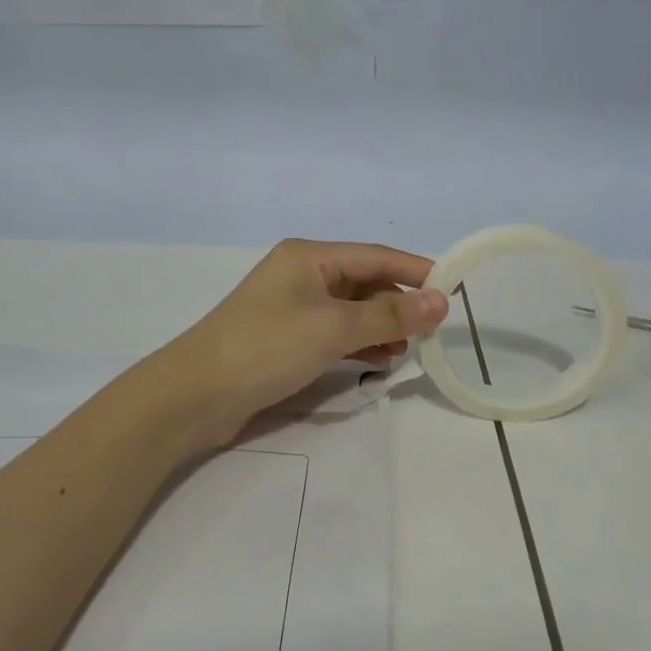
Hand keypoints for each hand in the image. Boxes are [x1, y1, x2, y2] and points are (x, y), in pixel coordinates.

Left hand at [168, 239, 448, 434]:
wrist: (195, 394)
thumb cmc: (267, 347)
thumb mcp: (333, 328)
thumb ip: (389, 314)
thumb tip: (440, 301)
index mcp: (309, 257)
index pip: (376, 256)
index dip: (416, 271)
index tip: (454, 289)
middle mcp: (301, 274)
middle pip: (364, 282)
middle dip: (398, 303)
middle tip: (431, 332)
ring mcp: (291, 307)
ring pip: (350, 310)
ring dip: (380, 326)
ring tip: (407, 351)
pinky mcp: (285, 338)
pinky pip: (334, 332)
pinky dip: (358, 343)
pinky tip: (377, 362)